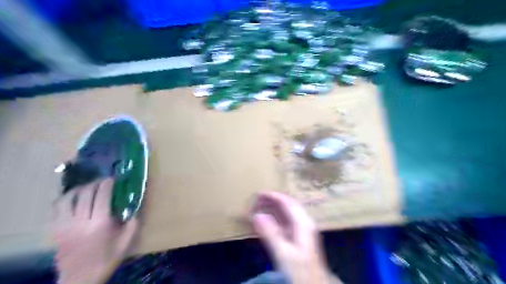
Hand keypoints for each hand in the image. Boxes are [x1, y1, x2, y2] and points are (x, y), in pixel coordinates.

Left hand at [51, 179, 138, 282]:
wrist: (80, 279)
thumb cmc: (106, 259)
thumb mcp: (126, 242)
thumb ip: (133, 223)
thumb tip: (134, 208)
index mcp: (100, 223)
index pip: (102, 195)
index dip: (107, 184)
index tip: (112, 178)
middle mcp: (80, 221)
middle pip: (85, 193)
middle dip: (94, 183)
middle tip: (102, 181)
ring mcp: (64, 225)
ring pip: (67, 198)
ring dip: (78, 189)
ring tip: (87, 187)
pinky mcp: (55, 230)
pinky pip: (56, 208)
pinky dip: (64, 199)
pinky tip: (72, 199)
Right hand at [252, 192, 338, 281]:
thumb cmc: (300, 270)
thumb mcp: (284, 253)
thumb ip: (271, 233)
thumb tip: (257, 215)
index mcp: (303, 223)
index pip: (288, 203)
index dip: (274, 196)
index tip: (259, 193)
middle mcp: (304, 223)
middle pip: (289, 205)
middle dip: (273, 200)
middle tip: (257, 198)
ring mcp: (302, 230)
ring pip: (287, 213)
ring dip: (274, 208)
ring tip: (260, 205)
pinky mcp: (298, 238)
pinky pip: (286, 222)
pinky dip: (275, 218)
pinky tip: (267, 220)